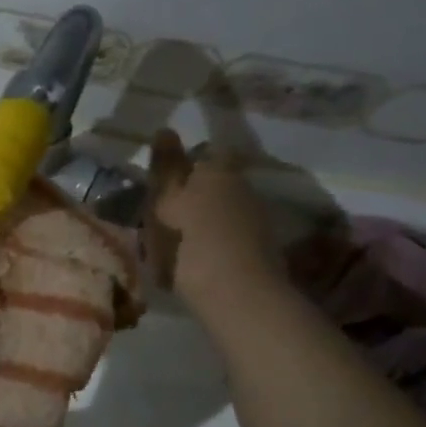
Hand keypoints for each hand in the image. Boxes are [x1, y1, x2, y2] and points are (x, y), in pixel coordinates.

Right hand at [147, 130, 281, 299]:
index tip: (163, 187)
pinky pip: (230, 238)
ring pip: (224, 211)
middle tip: (165, 217)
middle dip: (195, 195)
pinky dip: (215, 245)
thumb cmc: (189, 243)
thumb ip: (165, 168)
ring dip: (205, 221)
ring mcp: (257, 220)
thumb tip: (165, 129)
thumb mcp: (165, 203)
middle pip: (215, 183)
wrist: (238, 297)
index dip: (183, 167)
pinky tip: (198, 263)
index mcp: (218, 172)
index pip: (203, 154)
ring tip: (178, 244)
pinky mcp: (262, 251)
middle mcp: (243, 188)